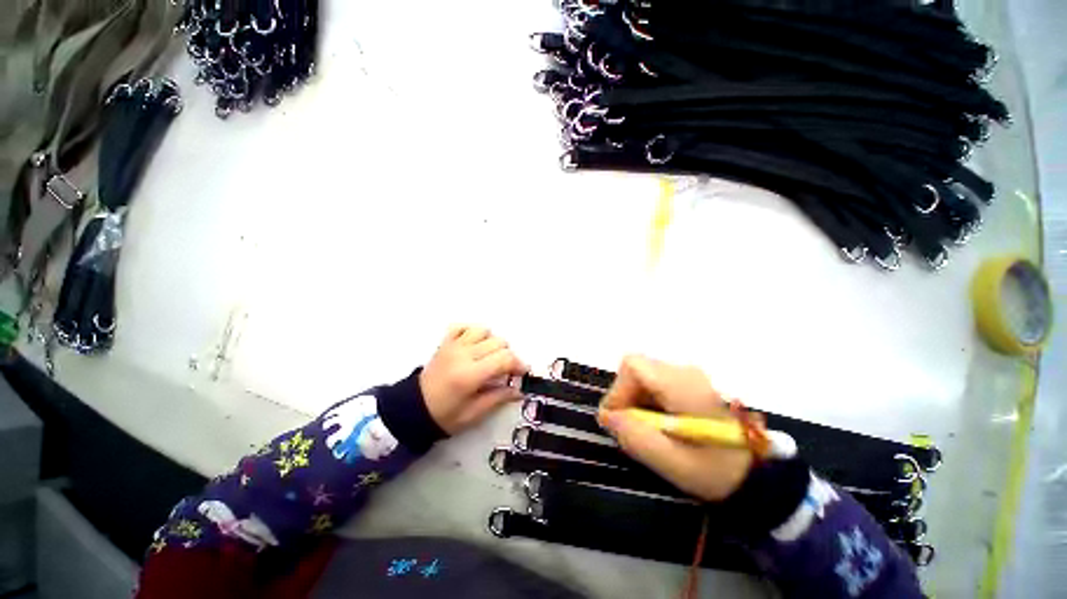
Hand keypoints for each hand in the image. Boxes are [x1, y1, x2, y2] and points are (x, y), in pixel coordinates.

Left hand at [420, 326, 528, 434]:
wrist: (413, 409)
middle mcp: (463, 355)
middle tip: (505, 370)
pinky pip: (462, 326)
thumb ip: (498, 398)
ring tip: (489, 356)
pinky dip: (472, 331)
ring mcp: (453, 346)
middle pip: (498, 342)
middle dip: (508, 355)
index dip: (518, 364)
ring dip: (491, 341)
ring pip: (483, 330)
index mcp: (470, 375)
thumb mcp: (474, 414)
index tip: (522, 372)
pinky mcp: (445, 342)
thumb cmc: (445, 415)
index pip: (504, 358)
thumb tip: (520, 390)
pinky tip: (474, 344)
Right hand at [598, 355, 752, 500]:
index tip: (617, 419)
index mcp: (682, 385)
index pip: (633, 366)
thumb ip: (636, 437)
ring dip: (634, 400)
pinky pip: (654, 384)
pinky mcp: (689, 384)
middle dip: (625, 397)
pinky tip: (657, 424)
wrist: (758, 475)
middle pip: (636, 370)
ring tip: (644, 429)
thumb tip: (606, 416)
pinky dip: (646, 401)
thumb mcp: (673, 463)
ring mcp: (688, 376)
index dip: (618, 390)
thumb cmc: (717, 471)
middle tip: (629, 428)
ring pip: (643, 376)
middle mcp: (683, 371)